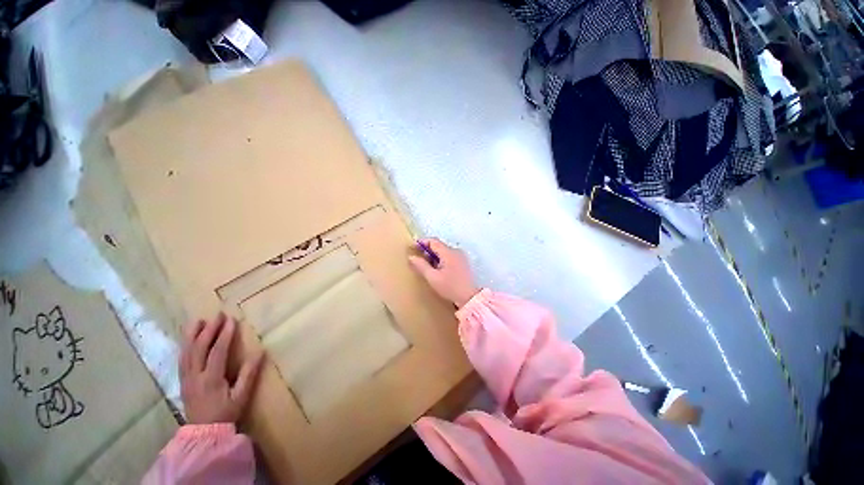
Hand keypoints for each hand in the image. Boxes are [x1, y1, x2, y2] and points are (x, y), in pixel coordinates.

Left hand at [180, 313, 263, 424]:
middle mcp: (195, 376)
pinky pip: (182, 359)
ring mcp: (186, 378)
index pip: (217, 352)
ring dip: (192, 335)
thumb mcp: (241, 396)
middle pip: (199, 348)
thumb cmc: (226, 413)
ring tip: (198, 321)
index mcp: (211, 379)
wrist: (203, 434)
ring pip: (186, 352)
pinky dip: (185, 346)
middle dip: (208, 330)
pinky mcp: (182, 381)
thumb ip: (249, 374)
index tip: (231, 320)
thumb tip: (260, 352)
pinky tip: (188, 339)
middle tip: (217, 315)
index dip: (224, 335)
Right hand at [409, 238, 479, 307]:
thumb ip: (421, 265)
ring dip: (435, 256)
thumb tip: (411, 257)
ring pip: (444, 251)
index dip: (422, 242)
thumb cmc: (450, 287)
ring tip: (428, 267)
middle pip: (439, 246)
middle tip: (419, 259)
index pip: (433, 241)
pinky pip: (450, 256)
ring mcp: (461, 256)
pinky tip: (438, 270)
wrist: (470, 298)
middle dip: (428, 250)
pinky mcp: (463, 263)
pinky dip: (442, 260)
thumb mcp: (433, 277)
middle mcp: (456, 251)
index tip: (413, 247)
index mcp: (448, 252)